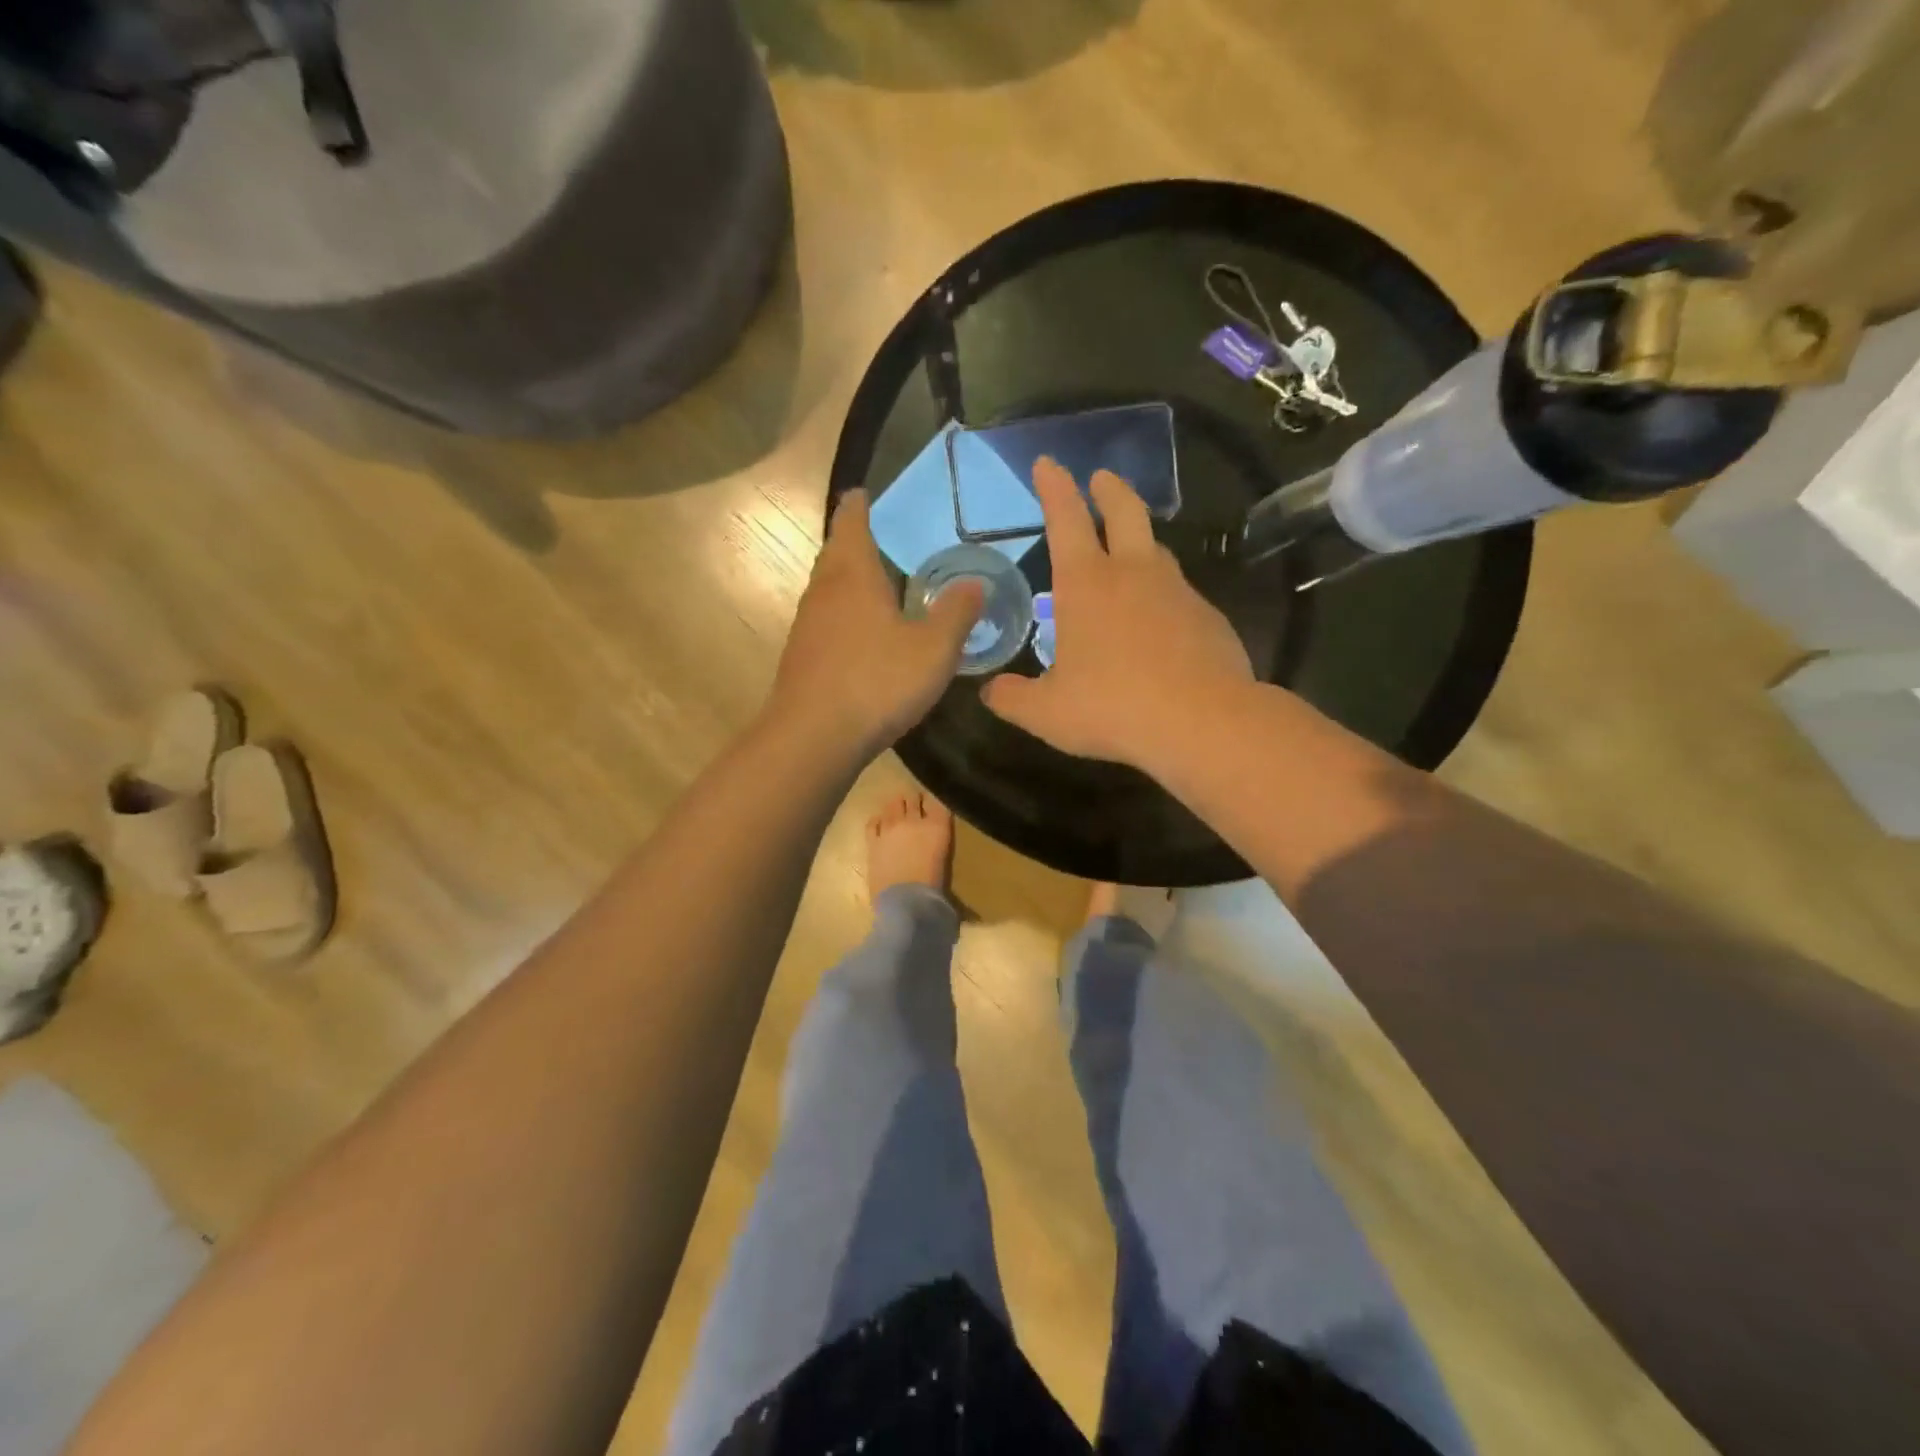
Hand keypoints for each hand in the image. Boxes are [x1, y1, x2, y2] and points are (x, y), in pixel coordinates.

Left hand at [769, 489, 983, 757]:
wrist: (813, 737)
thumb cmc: (876, 682)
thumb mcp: (933, 649)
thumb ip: (956, 613)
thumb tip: (975, 582)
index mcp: (853, 575)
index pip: (851, 522)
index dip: (859, 505)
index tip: (864, 493)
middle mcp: (823, 591)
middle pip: (835, 553)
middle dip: (853, 540)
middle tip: (878, 536)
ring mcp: (807, 626)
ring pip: (827, 588)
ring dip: (847, 579)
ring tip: (874, 582)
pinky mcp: (802, 657)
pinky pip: (825, 620)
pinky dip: (843, 613)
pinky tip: (861, 634)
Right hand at [983, 458, 1252, 772]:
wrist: (1202, 723)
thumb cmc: (1113, 708)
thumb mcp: (1046, 713)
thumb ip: (1012, 698)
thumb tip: (990, 692)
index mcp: (1086, 585)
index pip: (1065, 519)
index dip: (1054, 487)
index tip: (1048, 462)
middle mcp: (1133, 574)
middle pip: (1125, 512)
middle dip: (1108, 490)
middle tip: (1101, 479)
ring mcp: (1177, 591)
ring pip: (1157, 550)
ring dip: (1140, 541)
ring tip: (1129, 551)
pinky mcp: (1208, 616)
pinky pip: (1180, 594)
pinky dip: (1163, 595)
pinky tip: (1159, 623)